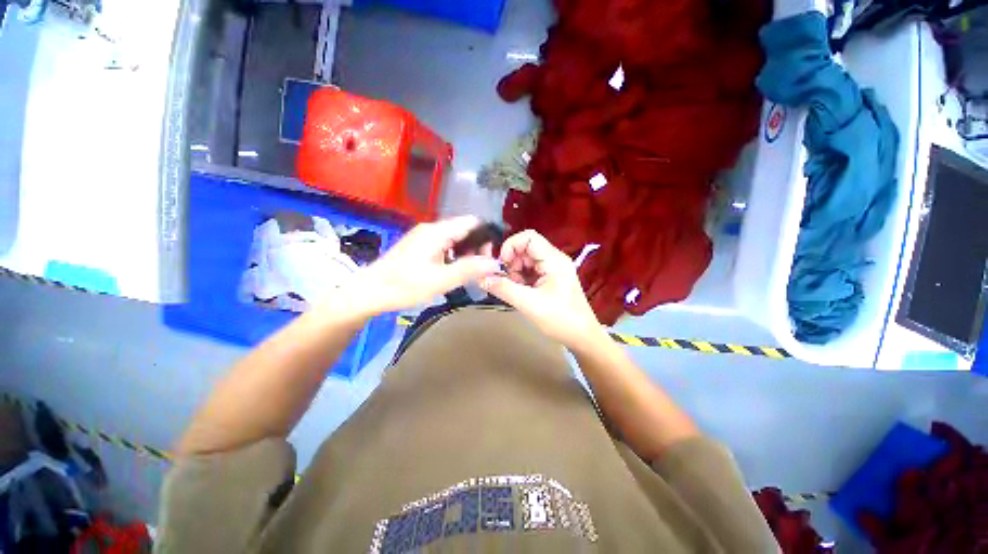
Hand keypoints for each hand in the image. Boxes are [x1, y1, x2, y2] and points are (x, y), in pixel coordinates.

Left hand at [354, 216, 501, 314]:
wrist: (370, 292)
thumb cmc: (404, 286)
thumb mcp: (440, 280)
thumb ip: (469, 270)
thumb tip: (495, 263)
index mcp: (437, 232)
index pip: (472, 222)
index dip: (487, 235)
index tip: (493, 256)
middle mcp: (432, 229)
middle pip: (465, 230)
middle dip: (478, 246)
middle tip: (482, 268)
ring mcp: (424, 237)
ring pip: (455, 239)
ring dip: (467, 253)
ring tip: (471, 272)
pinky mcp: (420, 246)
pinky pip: (445, 246)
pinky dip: (455, 256)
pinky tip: (455, 271)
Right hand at [480, 230, 602, 348]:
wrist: (582, 337)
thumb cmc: (560, 319)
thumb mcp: (529, 304)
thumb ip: (504, 289)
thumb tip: (481, 278)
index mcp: (554, 260)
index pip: (528, 237)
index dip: (510, 246)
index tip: (502, 265)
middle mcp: (554, 259)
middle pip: (526, 248)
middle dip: (512, 262)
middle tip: (507, 282)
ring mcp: (553, 268)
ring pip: (527, 260)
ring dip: (515, 272)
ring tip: (515, 289)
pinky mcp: (551, 278)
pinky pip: (531, 270)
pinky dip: (521, 278)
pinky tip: (521, 292)